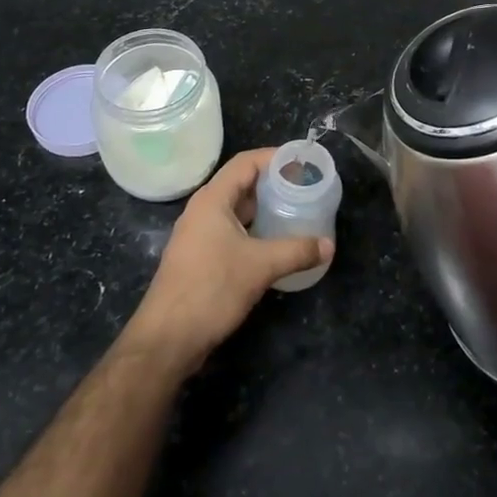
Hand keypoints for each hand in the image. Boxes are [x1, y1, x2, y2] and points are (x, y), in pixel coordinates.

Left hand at [123, 147, 333, 373]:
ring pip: (237, 211)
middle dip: (273, 183)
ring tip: (296, 212)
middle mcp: (203, 211)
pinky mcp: (200, 258)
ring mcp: (199, 236)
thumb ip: (297, 251)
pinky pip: (232, 232)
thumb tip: (328, 245)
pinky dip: (255, 231)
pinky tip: (276, 244)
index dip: (275, 157)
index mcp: (212, 200)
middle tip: (305, 188)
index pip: (246, 163)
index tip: (303, 162)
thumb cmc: (211, 289)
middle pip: (241, 184)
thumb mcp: (260, 266)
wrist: (167, 339)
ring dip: (264, 209)